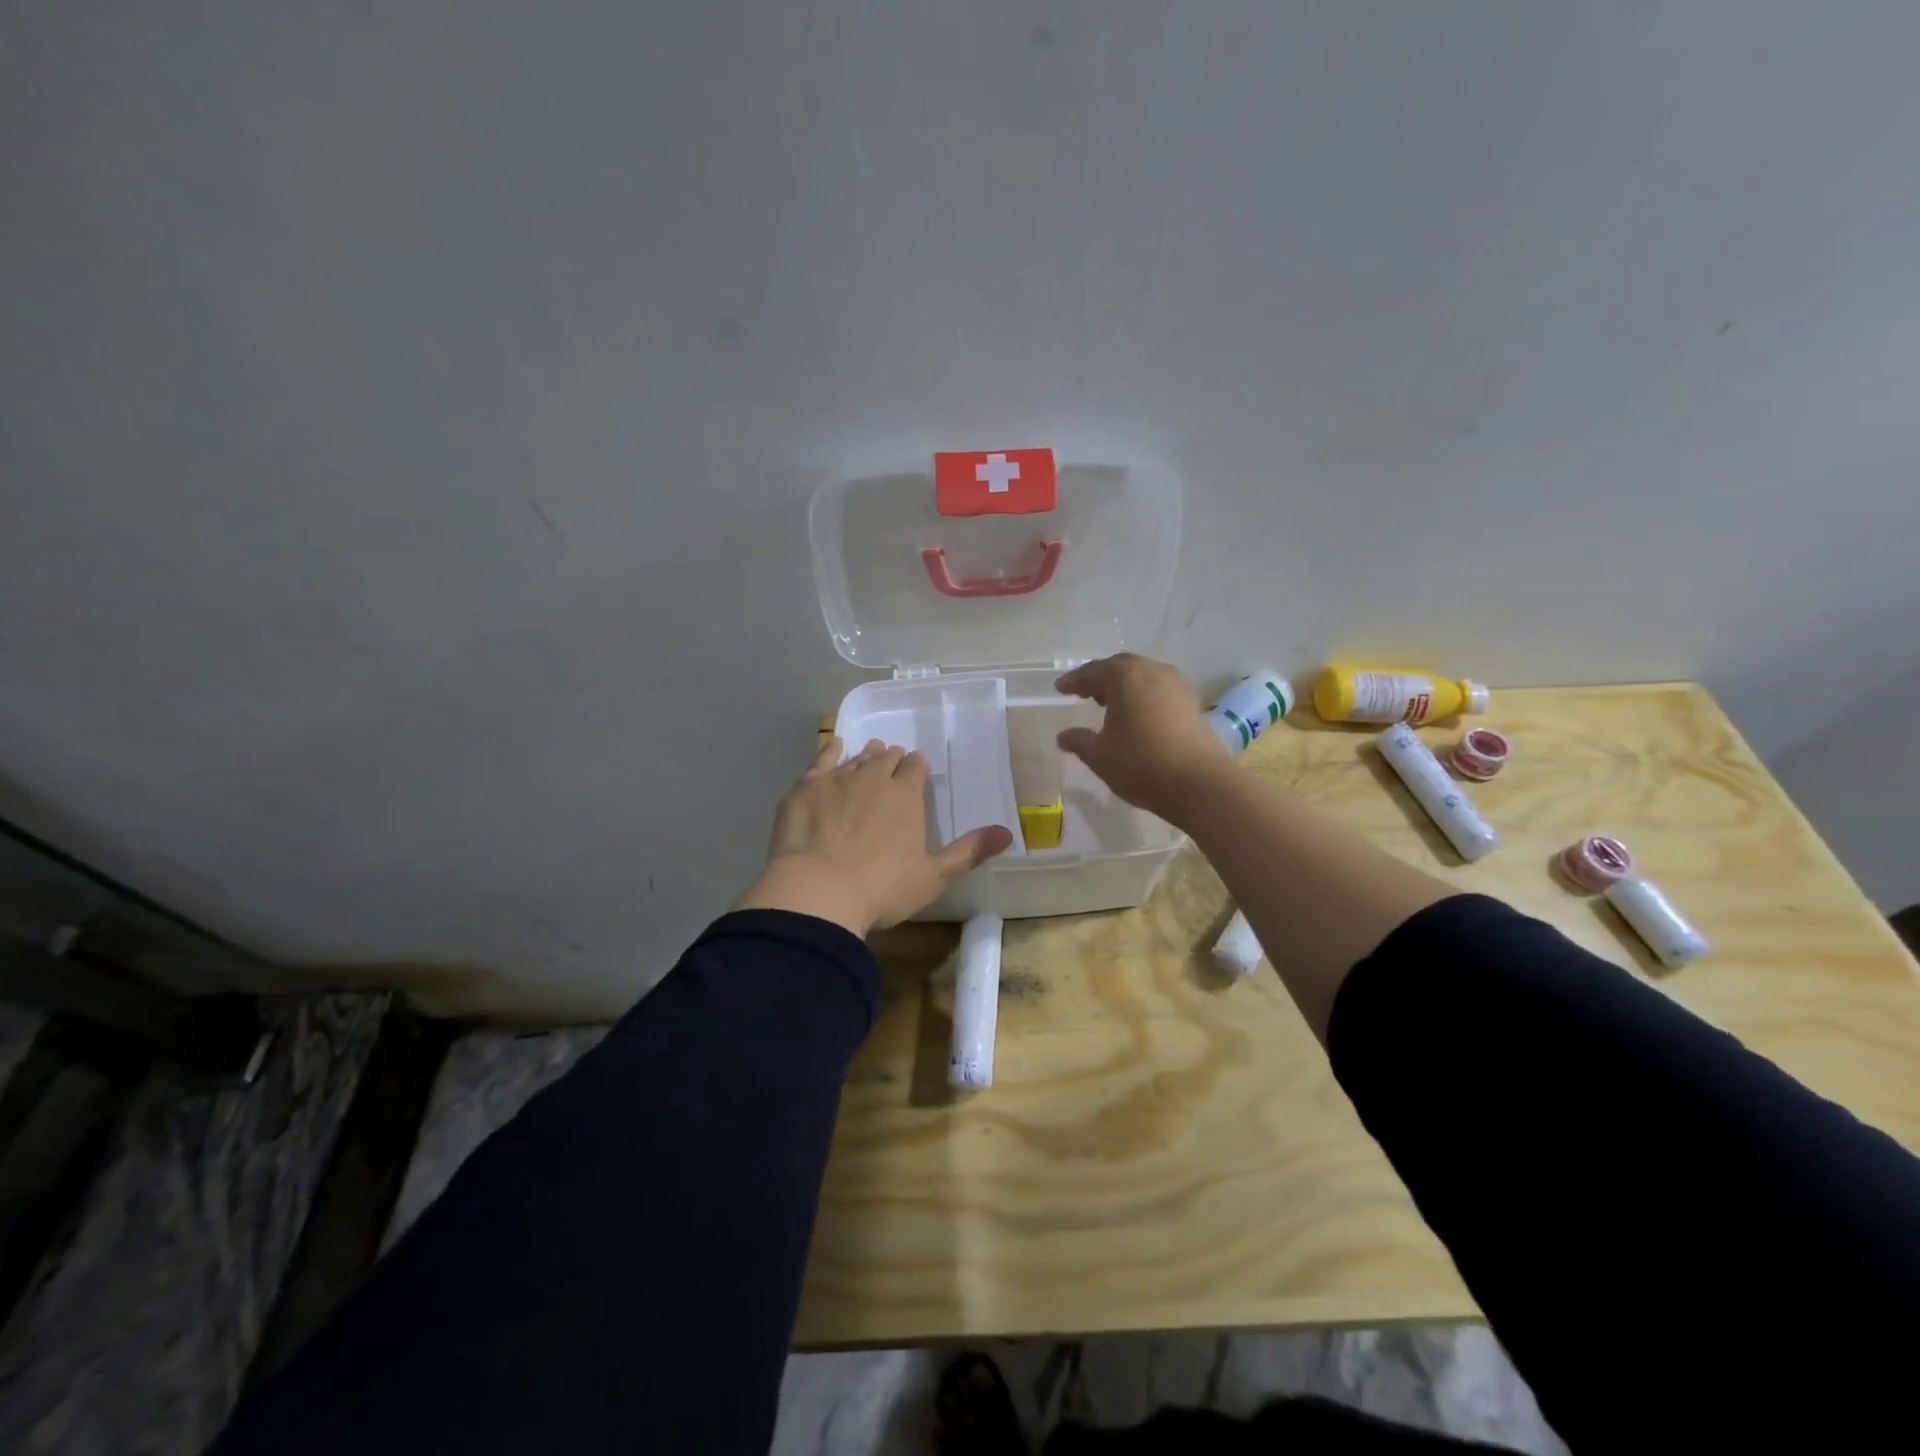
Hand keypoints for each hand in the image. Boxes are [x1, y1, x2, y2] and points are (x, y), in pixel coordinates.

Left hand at [734, 737, 1013, 937]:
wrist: (817, 892)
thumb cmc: (881, 889)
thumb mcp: (933, 877)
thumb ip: (969, 852)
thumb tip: (1008, 833)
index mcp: (906, 796)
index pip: (915, 768)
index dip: (917, 767)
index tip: (917, 769)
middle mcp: (873, 778)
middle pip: (886, 758)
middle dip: (892, 759)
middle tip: (892, 763)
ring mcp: (837, 780)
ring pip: (856, 758)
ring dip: (866, 755)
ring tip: (870, 753)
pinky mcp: (805, 788)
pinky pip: (821, 760)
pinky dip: (830, 751)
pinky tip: (834, 747)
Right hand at [1054, 654, 1233, 821]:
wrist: (1199, 784)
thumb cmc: (1141, 764)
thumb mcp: (1100, 756)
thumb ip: (1078, 741)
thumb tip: (1063, 737)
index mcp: (1126, 676)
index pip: (1093, 671)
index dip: (1074, 680)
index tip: (1060, 688)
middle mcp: (1152, 671)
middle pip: (1121, 667)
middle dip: (1100, 679)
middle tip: (1084, 693)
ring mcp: (1177, 685)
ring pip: (1143, 676)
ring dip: (1124, 686)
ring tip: (1109, 705)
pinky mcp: (1192, 702)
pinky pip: (1159, 689)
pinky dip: (1143, 695)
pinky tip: (1137, 715)